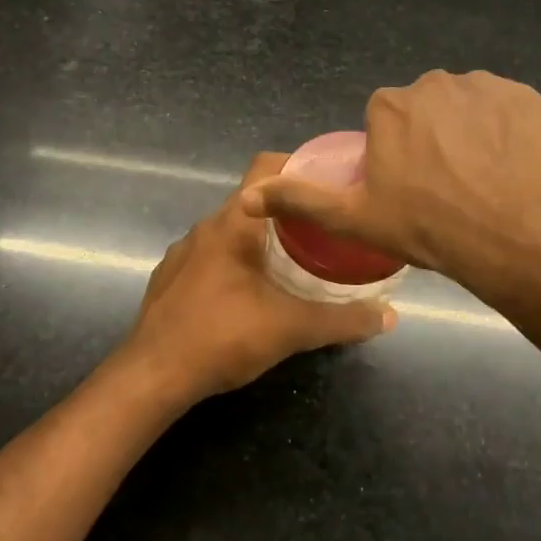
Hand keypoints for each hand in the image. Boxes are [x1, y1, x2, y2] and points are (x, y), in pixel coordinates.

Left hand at [120, 154, 395, 403]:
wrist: (151, 375)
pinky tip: (250, 291)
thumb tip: (389, 316)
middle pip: (253, 200)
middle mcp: (205, 227)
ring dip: (261, 238)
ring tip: (293, 260)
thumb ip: (342, 320)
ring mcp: (183, 252)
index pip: (267, 167)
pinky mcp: (170, 276)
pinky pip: (211, 254)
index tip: (330, 183)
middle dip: (288, 210)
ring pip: (231, 229)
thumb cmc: (222, 337)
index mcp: (234, 223)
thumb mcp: (291, 329)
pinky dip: (235, 260)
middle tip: (324, 229)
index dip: (300, 165)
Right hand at [242, 71, 540, 307]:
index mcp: (390, 106)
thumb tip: (247, 196)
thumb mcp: (355, 219)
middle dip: (429, 137)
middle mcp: (434, 83)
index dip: (394, 153)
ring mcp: (485, 86)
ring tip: (479, 179)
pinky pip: (503, 109)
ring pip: (464, 107)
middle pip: (424, 109)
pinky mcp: (526, 96)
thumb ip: (301, 200)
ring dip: (466, 131)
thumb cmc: (429, 228)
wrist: (518, 237)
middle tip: (443, 187)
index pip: (384, 121)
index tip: (407, 187)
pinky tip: (508, 165)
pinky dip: (503, 129)